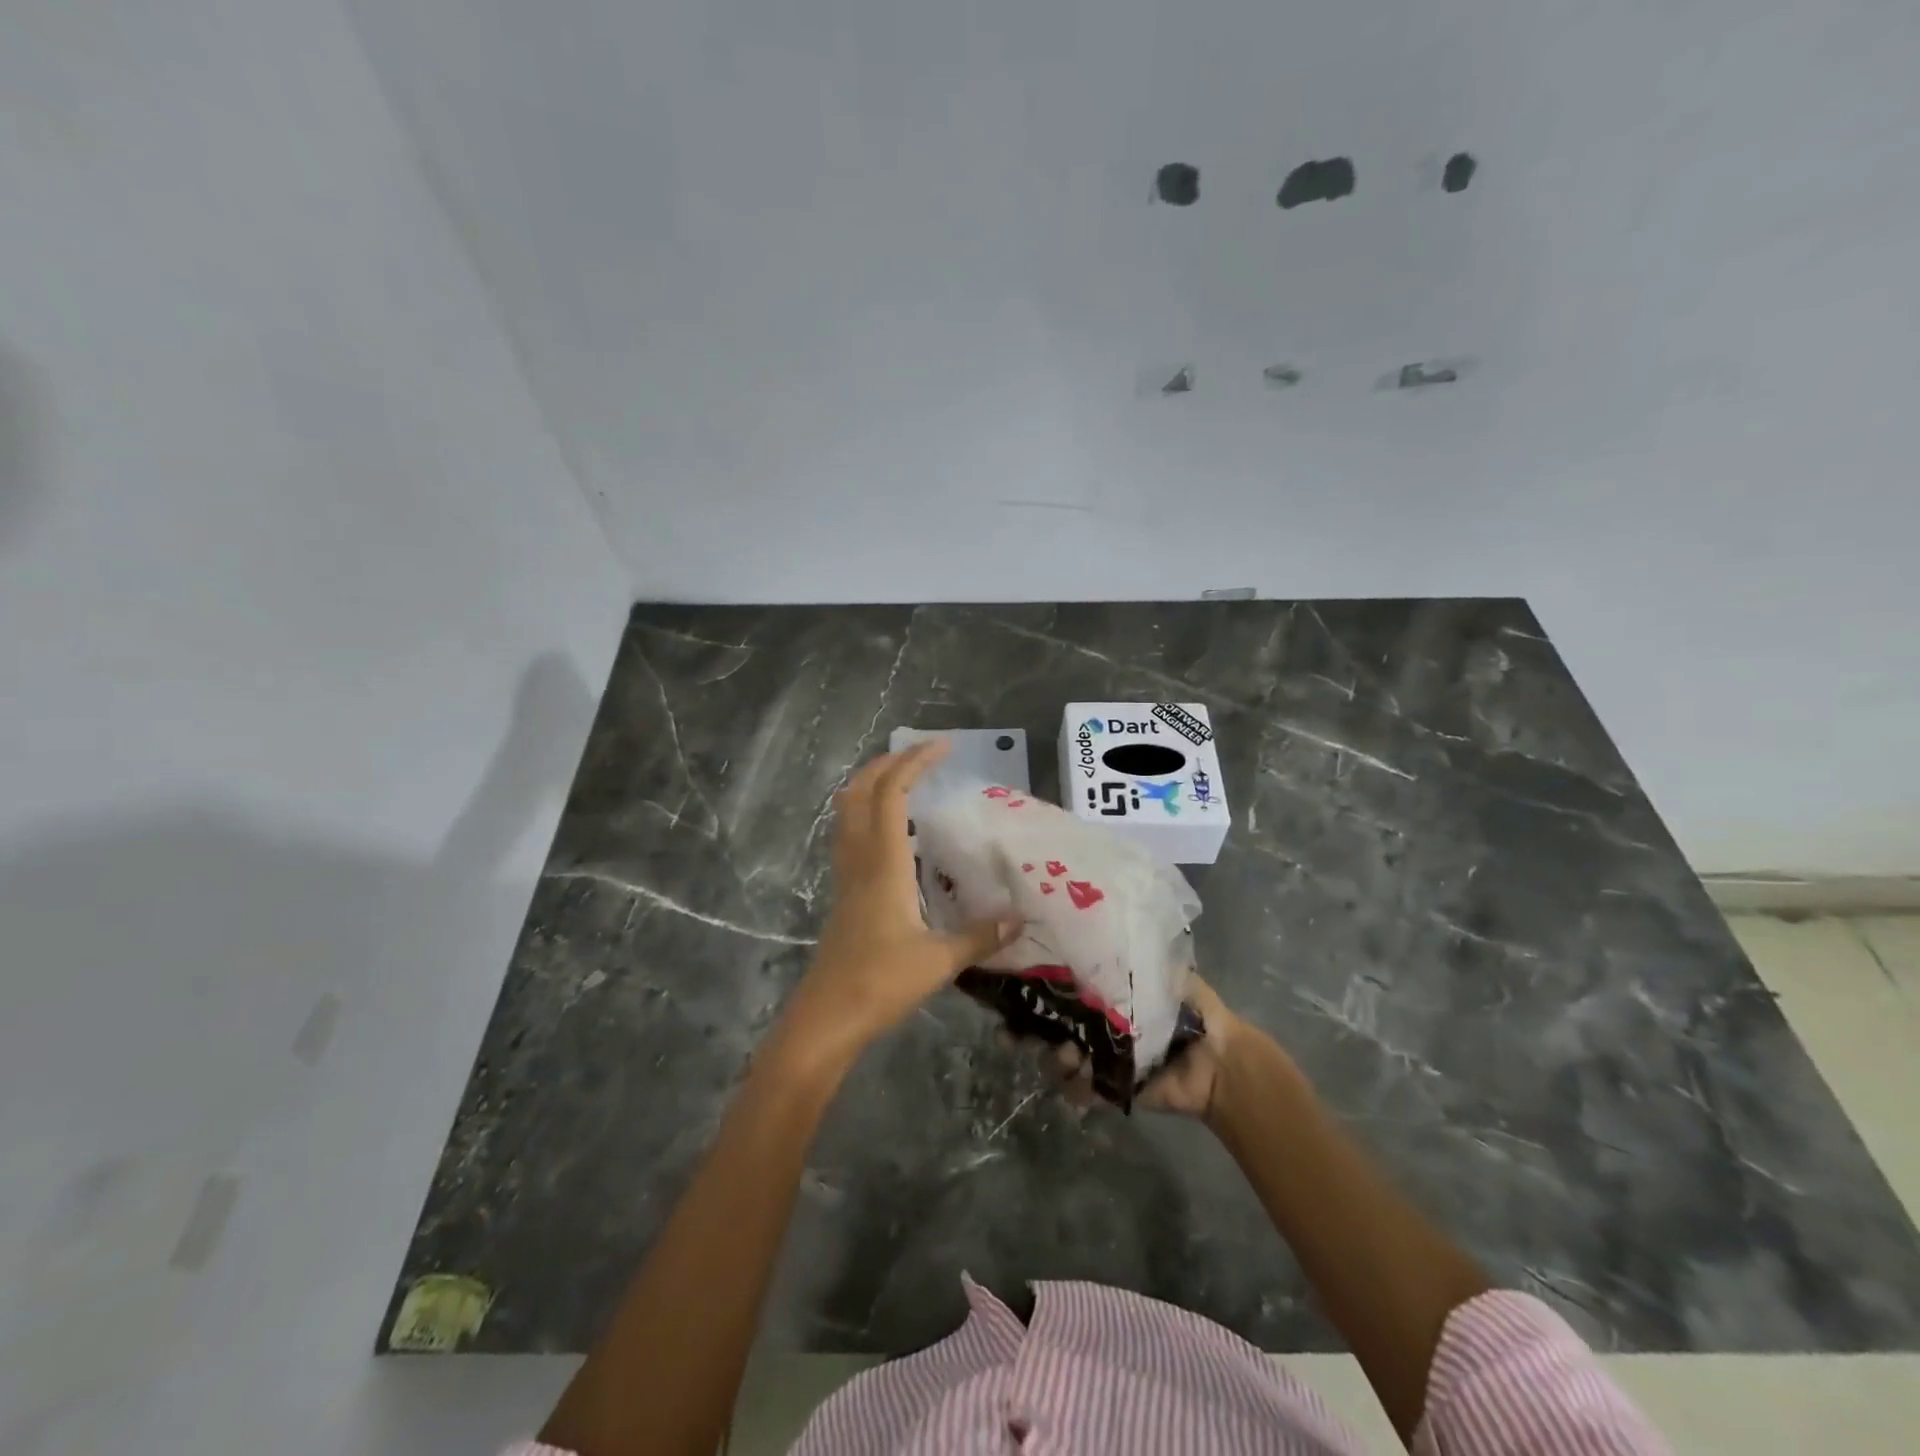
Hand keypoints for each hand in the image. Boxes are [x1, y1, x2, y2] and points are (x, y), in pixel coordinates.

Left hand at [775, 740, 1018, 1067]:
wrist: (827, 1017)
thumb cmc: (880, 983)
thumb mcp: (939, 961)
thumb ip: (979, 936)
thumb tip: (1019, 919)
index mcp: (883, 864)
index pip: (891, 794)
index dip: (913, 763)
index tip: (942, 747)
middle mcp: (860, 859)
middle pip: (859, 791)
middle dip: (887, 762)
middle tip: (922, 754)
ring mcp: (846, 875)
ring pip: (847, 811)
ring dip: (871, 783)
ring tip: (904, 778)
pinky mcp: (844, 893)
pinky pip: (849, 834)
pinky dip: (867, 812)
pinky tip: (893, 830)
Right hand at [1049, 974, 1250, 1123]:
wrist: (1219, 1061)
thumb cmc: (1195, 1012)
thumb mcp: (1168, 976)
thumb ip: (1139, 963)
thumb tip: (1105, 943)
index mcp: (1115, 998)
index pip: (1076, 992)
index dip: (1058, 990)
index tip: (1040, 987)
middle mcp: (1105, 1026)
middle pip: (1065, 1024)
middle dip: (1050, 1027)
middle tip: (1047, 1028)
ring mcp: (1106, 1058)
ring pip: (1068, 1056)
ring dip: (1062, 1057)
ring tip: (1070, 1056)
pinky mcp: (1113, 1087)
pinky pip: (1085, 1088)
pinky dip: (1076, 1089)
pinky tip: (1077, 1083)